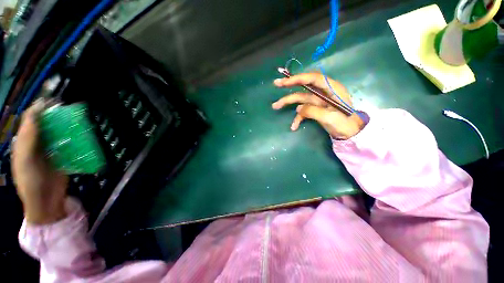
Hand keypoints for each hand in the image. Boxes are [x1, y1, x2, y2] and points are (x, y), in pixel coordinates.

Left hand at [12, 101, 67, 223]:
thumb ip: (28, 138)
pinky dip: (75, 139)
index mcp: (25, 143)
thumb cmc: (31, 182)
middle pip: (46, 125)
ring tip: (77, 122)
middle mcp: (38, 144)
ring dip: (67, 127)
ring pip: (59, 134)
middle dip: (56, 116)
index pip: (31, 120)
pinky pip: (70, 145)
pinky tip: (82, 136)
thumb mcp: (25, 160)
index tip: (53, 101)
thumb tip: (35, 114)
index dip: (39, 109)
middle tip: (68, 111)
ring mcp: (52, 151)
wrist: (46, 202)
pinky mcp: (64, 158)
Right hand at [272, 72, 363, 139]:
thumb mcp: (329, 117)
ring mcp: (318, 101)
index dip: (298, 78)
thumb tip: (298, 108)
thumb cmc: (344, 124)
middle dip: (289, 85)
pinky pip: (303, 111)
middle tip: (276, 84)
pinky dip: (297, 118)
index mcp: (331, 88)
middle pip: (304, 86)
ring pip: (300, 98)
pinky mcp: (314, 109)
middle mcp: (323, 92)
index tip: (285, 82)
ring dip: (288, 102)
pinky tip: (293, 127)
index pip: (313, 78)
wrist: (350, 133)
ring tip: (275, 106)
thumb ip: (313, 111)